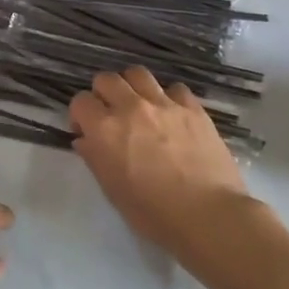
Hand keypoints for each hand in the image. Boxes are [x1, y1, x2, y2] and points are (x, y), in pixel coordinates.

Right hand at [69, 68, 249, 255]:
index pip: (80, 101)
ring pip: (138, 74)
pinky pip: (174, 88)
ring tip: (140, 107)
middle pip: (107, 79)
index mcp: (105, 130)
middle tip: (112, 116)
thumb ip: (95, 158)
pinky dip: (168, 98)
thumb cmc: (153, 213)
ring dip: (133, 87)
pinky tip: (172, 116)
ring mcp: (164, 104)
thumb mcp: (113, 191)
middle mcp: (131, 108)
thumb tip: (86, 140)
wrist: (208, 215)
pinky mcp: (193, 107)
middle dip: (103, 94)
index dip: (81, 115)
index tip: (87, 131)